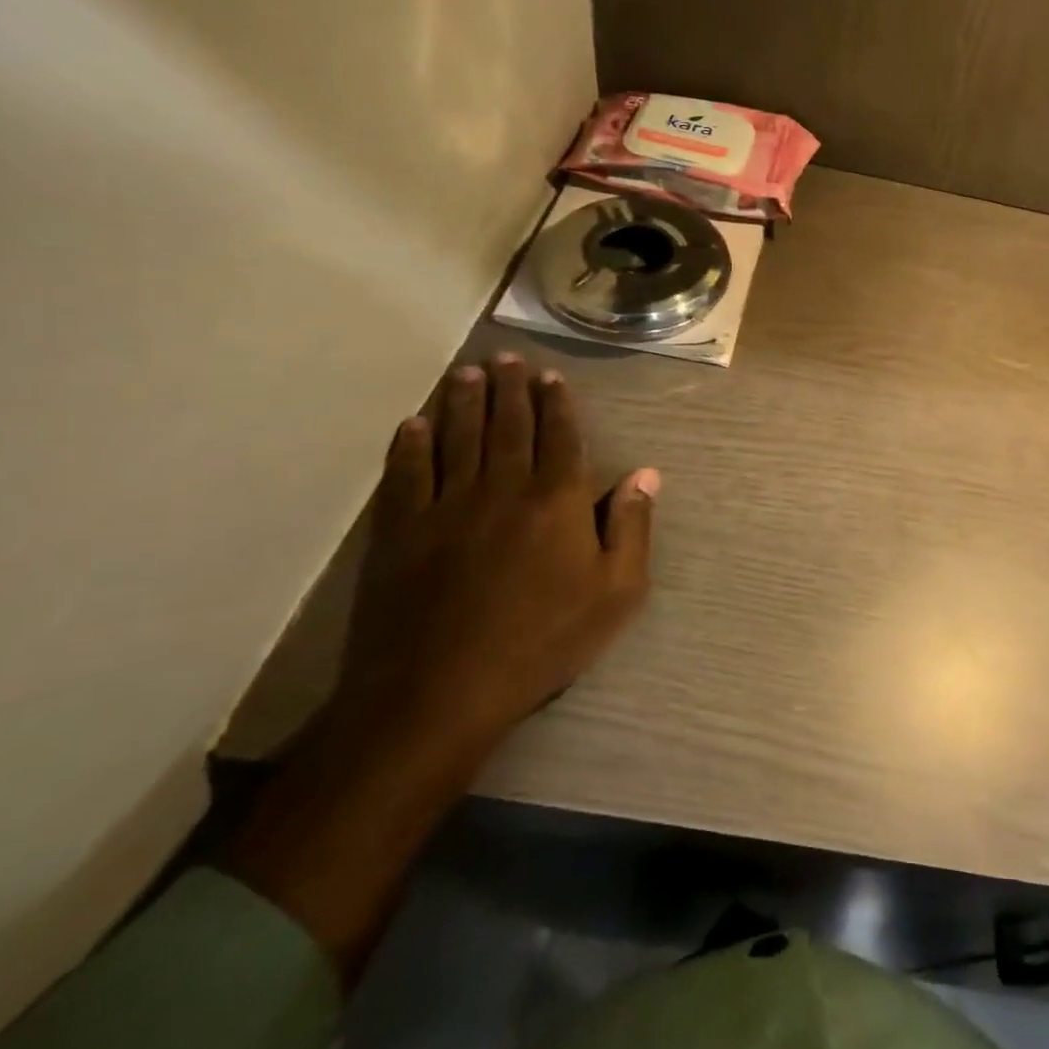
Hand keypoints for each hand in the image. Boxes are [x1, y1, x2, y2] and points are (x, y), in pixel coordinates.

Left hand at [336, 353, 657, 752]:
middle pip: (507, 426)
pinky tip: (413, 424)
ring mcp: (447, 506)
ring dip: (462, 402)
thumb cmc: (544, 641)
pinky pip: (407, 475)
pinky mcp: (401, 531)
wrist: (442, 690)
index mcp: (557, 500)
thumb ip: (632, 527)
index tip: (549, 376)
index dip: (556, 403)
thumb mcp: (616, 593)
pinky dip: (410, 445)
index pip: (560, 437)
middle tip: (504, 358)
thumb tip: (647, 474)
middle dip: (508, 389)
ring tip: (465, 373)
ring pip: (457, 438)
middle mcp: (503, 488)